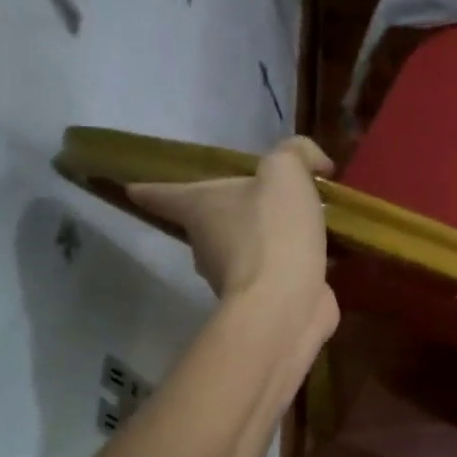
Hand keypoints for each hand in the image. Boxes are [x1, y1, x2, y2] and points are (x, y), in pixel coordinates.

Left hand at [129, 137, 338, 341]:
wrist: (285, 303)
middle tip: (267, 194)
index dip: (148, 186)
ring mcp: (232, 275)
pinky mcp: (263, 297)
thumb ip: (297, 153)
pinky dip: (292, 260)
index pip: (159, 193)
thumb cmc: (272, 231)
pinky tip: (322, 251)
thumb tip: (316, 163)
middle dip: (232, 208)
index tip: (134, 186)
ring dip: (268, 235)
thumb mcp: (285, 172)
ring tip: (306, 221)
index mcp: (198, 207)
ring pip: (245, 246)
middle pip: (209, 219)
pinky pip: (276, 270)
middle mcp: (205, 242)